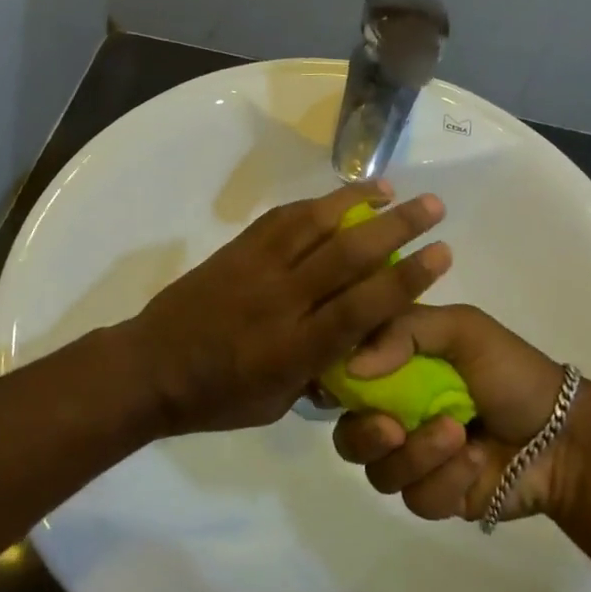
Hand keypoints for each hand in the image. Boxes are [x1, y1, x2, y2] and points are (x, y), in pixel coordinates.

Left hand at [127, 183, 451, 436]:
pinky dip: (313, 204)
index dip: (406, 279)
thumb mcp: (277, 403)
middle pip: (348, 254)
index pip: (362, 306)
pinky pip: (280, 219)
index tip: (441, 253)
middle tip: (434, 205)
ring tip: (390, 188)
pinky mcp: (237, 250)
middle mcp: (283, 299)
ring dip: (356, 201)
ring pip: (314, 224)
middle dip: (396, 226)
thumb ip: (319, 371)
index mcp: (296, 347)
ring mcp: (257, 268)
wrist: (149, 368)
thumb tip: (353, 346)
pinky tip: (335, 198)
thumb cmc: (216, 398)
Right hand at [331, 305, 572, 523]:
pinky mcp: (436, 497)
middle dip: (365, 434)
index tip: (334, 390)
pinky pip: (417, 498)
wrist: (565, 434)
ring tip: (458, 433)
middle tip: (392, 428)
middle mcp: (396, 416)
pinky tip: (477, 459)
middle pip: (348, 436)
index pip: (343, 380)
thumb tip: (352, 368)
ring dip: (418, 454)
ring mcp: (415, 460)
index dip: (332, 387)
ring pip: (380, 472)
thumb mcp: (462, 328)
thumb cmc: (512, 371)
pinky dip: (447, 479)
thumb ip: (404, 331)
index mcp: (395, 371)